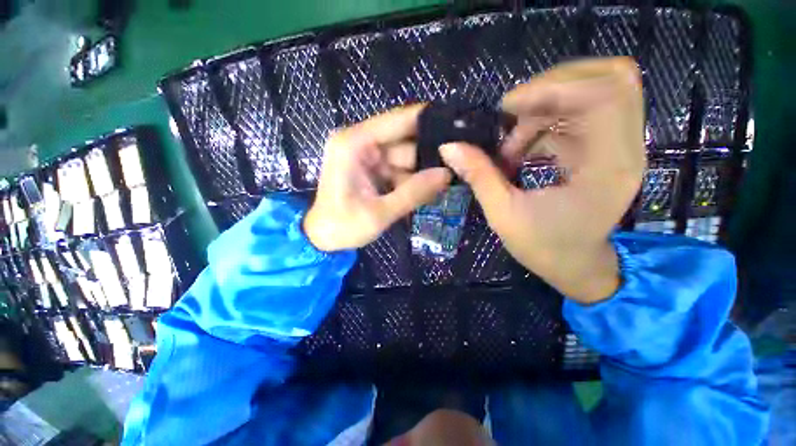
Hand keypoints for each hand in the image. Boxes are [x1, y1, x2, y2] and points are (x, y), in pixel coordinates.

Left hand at [304, 104, 451, 251]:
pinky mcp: (370, 168)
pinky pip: (398, 168)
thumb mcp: (380, 213)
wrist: (321, 239)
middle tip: (456, 167)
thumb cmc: (343, 226)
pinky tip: (425, 192)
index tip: (457, 126)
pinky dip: (410, 180)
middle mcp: (359, 143)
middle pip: (403, 140)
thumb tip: (447, 174)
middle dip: (427, 155)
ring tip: (444, 184)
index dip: (427, 120)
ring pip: (404, 156)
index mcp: (354, 144)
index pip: (397, 121)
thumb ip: (413, 193)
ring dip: (420, 172)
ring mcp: (365, 156)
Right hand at [439, 58, 644, 303]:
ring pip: (592, 92)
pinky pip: (578, 114)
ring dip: (544, 109)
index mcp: (608, 168)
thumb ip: (479, 176)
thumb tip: (449, 147)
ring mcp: (618, 146)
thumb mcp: (504, 215)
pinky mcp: (604, 148)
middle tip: (511, 113)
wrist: (576, 266)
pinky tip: (521, 150)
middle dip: (553, 87)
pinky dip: (545, 123)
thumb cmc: (544, 248)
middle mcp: (624, 149)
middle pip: (609, 80)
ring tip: (510, 145)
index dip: (554, 87)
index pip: (605, 95)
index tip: (506, 107)